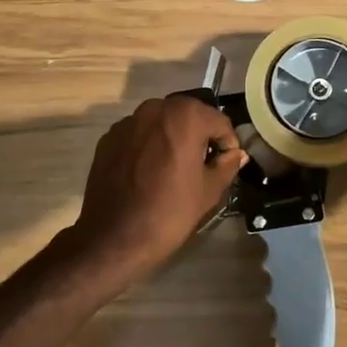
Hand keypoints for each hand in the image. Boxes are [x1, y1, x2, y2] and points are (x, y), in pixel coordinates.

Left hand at [57, 96, 246, 290]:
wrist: (113, 238)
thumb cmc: (169, 212)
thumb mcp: (209, 191)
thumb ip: (227, 165)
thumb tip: (237, 154)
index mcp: (185, 116)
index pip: (219, 122)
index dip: (227, 144)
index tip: (227, 164)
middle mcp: (155, 108)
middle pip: (189, 116)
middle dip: (200, 136)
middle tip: (203, 165)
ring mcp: (128, 122)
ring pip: (162, 123)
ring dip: (173, 138)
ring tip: (174, 168)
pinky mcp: (108, 138)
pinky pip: (139, 135)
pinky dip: (149, 146)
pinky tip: (148, 173)